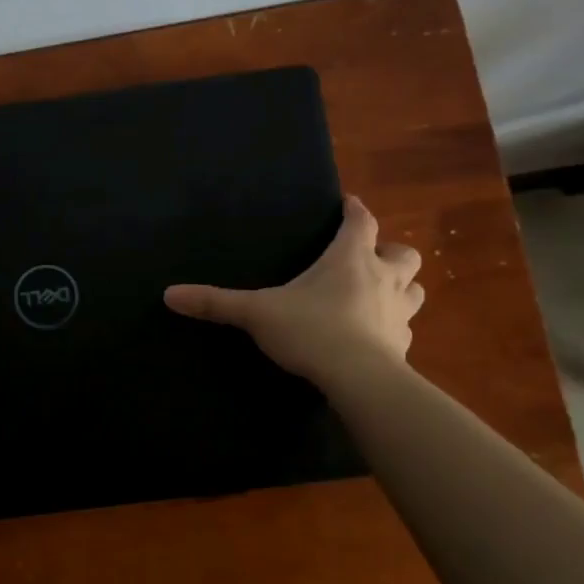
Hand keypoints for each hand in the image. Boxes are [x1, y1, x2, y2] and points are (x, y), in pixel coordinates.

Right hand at [163, 195, 422, 383]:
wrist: (359, 379)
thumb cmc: (311, 331)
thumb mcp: (257, 313)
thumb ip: (216, 302)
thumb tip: (169, 294)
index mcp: (350, 260)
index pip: (361, 222)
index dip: (355, 210)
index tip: (349, 203)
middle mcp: (382, 279)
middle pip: (403, 254)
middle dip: (389, 251)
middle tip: (370, 258)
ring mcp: (398, 314)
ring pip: (414, 290)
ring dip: (401, 287)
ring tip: (379, 295)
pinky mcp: (403, 346)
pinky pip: (405, 329)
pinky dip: (394, 327)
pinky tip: (377, 338)